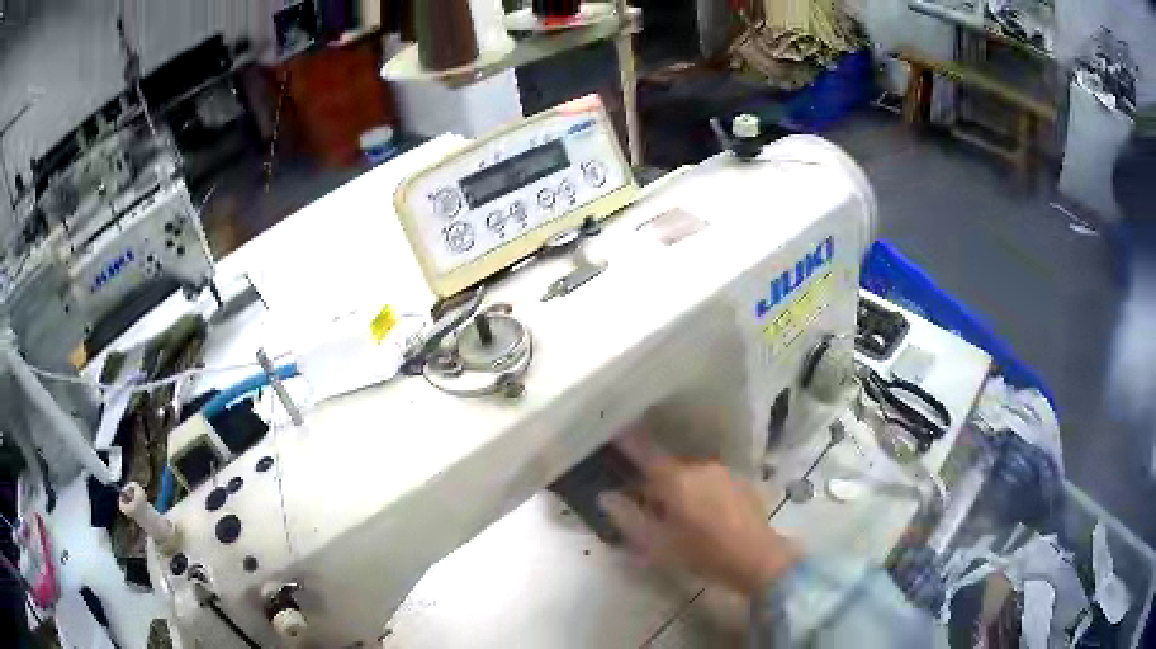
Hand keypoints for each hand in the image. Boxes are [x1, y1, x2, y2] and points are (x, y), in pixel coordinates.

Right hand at [597, 435, 801, 596]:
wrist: (757, 559)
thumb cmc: (703, 553)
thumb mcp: (657, 544)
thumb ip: (628, 518)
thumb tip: (605, 496)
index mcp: (675, 479)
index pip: (644, 452)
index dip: (627, 443)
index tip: (614, 433)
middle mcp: (699, 466)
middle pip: (668, 467)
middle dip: (656, 480)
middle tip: (647, 503)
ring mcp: (724, 471)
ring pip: (691, 473)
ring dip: (681, 486)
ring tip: (678, 512)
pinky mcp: (741, 481)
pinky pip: (711, 479)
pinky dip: (702, 490)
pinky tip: (705, 512)